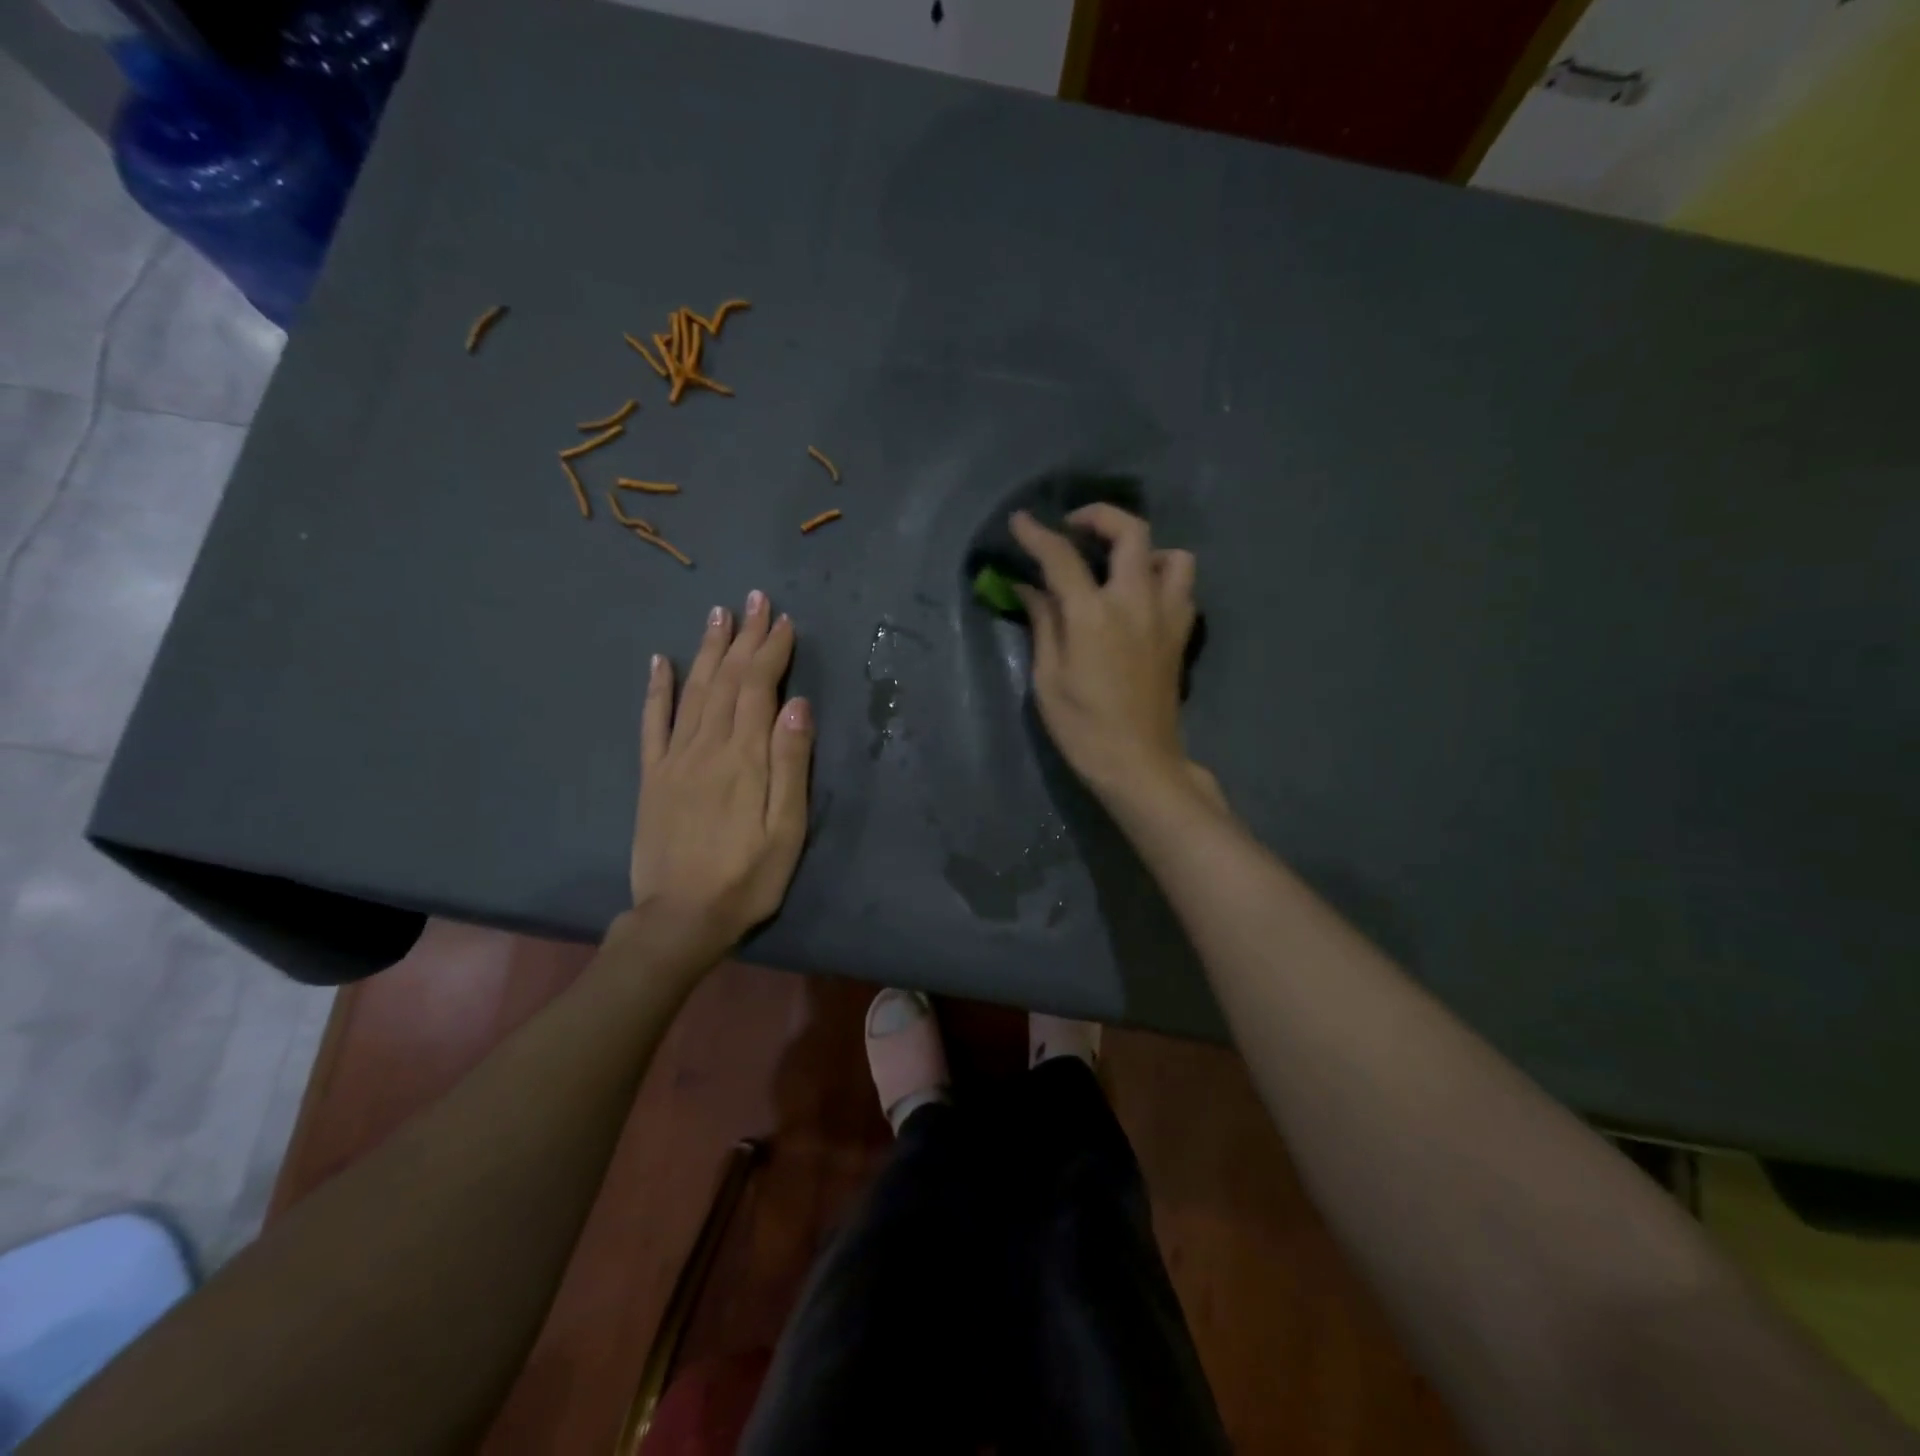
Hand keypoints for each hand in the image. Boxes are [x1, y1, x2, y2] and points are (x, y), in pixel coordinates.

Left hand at [625, 592, 814, 968]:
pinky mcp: (653, 776)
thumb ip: (791, 764)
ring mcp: (675, 759)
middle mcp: (707, 746)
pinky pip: (652, 723)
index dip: (772, 651)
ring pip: (694, 690)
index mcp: (745, 757)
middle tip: (754, 599)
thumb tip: (798, 704)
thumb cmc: (748, 878)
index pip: (759, 688)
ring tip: (719, 614)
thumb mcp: (787, 829)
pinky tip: (661, 660)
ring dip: (708, 649)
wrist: (680, 918)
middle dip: (744, 637)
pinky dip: (657, 689)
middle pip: (727, 680)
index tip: (784, 620)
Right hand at [1010, 505, 1218, 808]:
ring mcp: (1166, 616)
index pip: (1062, 557)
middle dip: (1100, 517)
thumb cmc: (1083, 727)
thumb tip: (1029, 587)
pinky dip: (1163, 578)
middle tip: (1075, 528)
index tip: (1020, 521)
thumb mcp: (1048, 678)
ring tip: (1118, 566)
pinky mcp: (1181, 634)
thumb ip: (1043, 623)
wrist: (1139, 763)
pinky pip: (1182, 587)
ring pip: (1172, 555)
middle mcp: (1136, 602)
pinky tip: (1139, 599)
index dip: (1037, 534)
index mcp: (1094, 615)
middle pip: (1131, 532)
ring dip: (1144, 549)